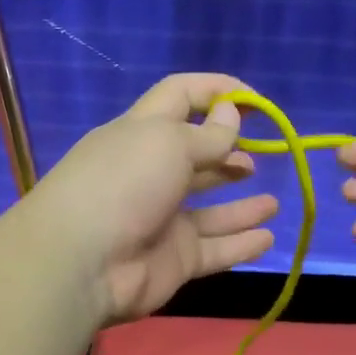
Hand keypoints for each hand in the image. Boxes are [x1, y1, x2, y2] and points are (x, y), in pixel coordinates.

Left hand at [27, 74, 280, 324]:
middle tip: (258, 152)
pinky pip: (215, 249)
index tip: (255, 100)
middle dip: (227, 151)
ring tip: (272, 202)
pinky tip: (267, 237)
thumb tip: (231, 113)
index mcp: (141, 132)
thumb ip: (209, 134)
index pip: (179, 97)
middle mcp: (150, 174)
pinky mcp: (173, 259)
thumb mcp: (169, 143)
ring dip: (241, 206)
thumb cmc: (124, 184)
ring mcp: (162, 220)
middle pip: (195, 156)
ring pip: (209, 211)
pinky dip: (240, 244)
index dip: (216, 91)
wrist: (83, 263)